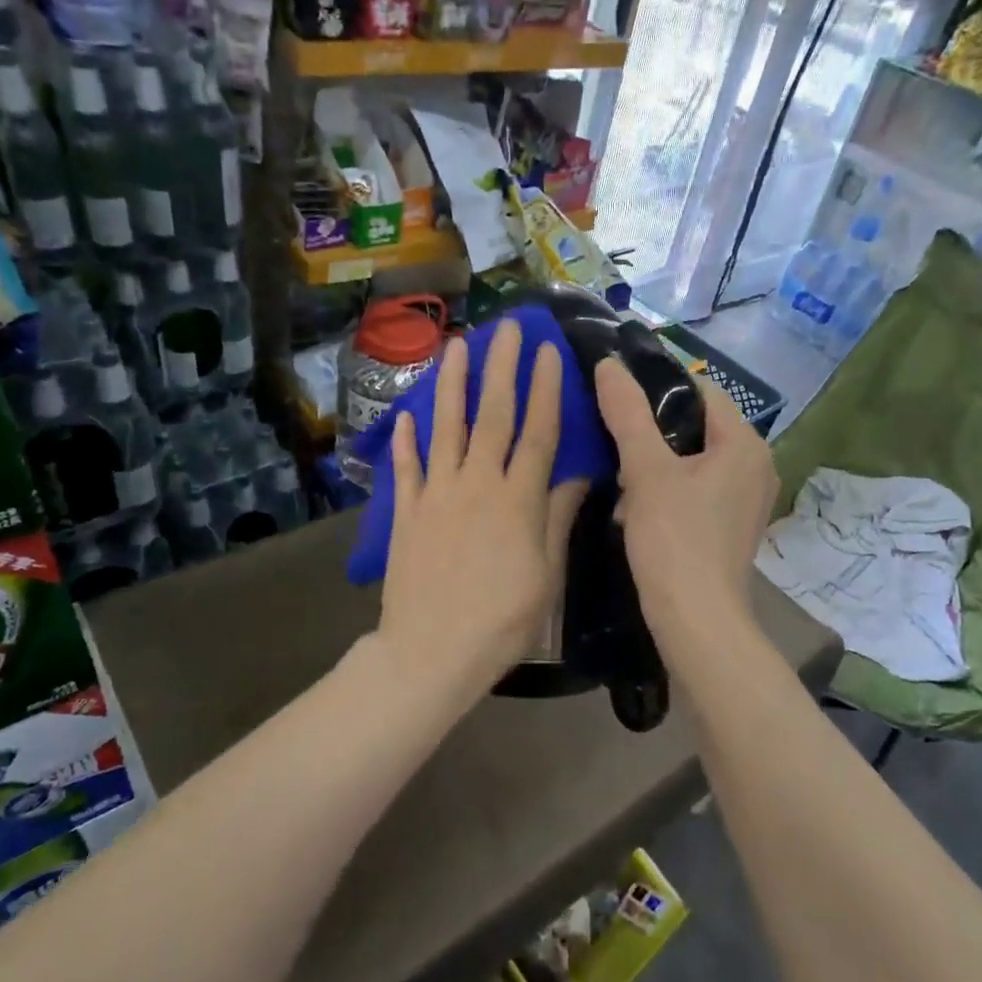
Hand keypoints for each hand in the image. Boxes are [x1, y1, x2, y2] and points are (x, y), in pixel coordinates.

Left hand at [376, 321, 584, 689]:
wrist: (432, 652)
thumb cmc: (501, 620)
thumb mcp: (546, 574)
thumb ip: (557, 517)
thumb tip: (576, 473)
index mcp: (518, 499)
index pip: (537, 431)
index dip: (545, 388)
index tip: (548, 350)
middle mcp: (476, 484)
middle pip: (492, 415)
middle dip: (501, 368)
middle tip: (506, 328)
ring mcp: (436, 495)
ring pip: (445, 427)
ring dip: (451, 384)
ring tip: (456, 346)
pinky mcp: (406, 513)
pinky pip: (405, 468)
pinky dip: (405, 440)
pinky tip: (406, 416)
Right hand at [593, 357, 778, 650]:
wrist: (697, 622)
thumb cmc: (675, 540)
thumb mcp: (645, 471)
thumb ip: (627, 413)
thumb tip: (609, 364)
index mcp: (745, 444)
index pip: (701, 390)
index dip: (658, 383)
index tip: (617, 388)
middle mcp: (757, 465)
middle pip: (698, 425)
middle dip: (653, 428)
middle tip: (611, 432)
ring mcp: (747, 499)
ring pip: (695, 459)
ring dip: (657, 461)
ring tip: (619, 470)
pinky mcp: (733, 526)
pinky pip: (698, 488)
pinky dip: (669, 487)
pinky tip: (637, 503)